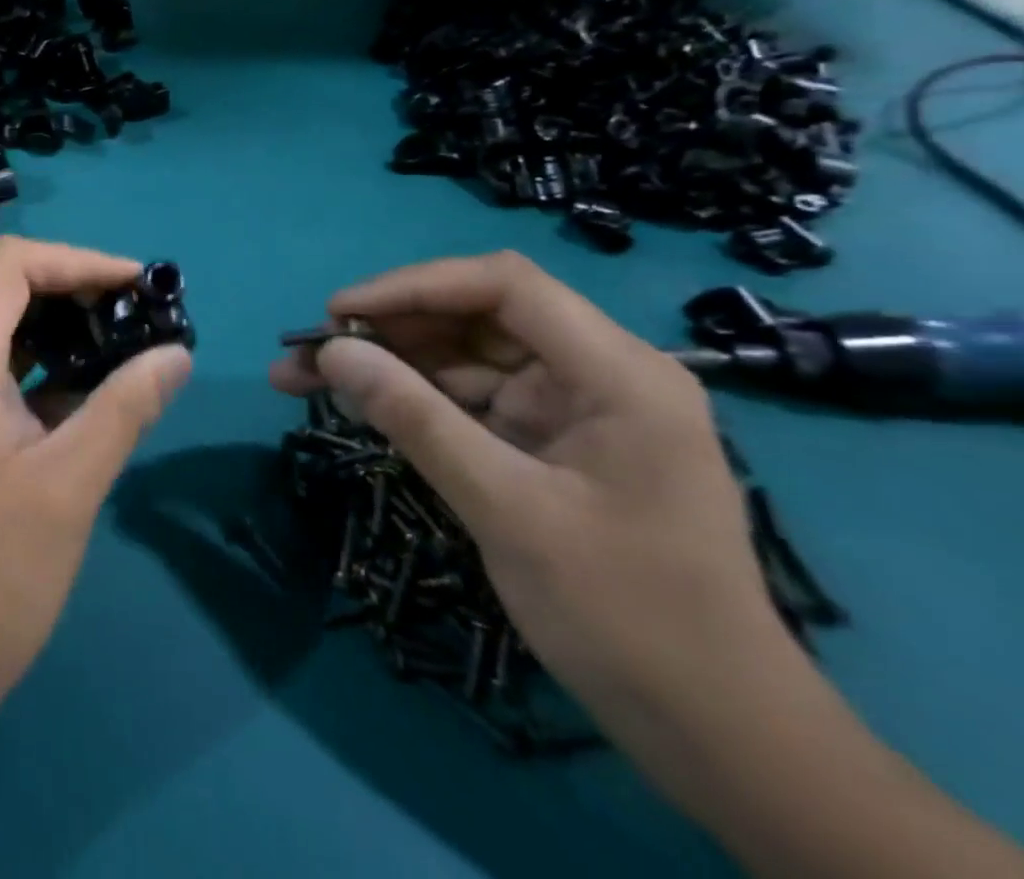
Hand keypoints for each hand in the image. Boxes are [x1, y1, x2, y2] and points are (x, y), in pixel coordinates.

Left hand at [0, 236, 193, 770]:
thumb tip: (177, 353)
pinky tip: (90, 394)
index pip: (8, 266)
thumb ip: (124, 409)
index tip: (138, 284)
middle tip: (125, 306)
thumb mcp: (66, 489)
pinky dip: (44, 367)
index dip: (75, 260)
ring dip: (54, 322)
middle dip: (63, 281)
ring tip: (118, 339)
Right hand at [269, 251, 786, 735]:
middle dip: (388, 328)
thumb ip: (416, 420)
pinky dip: (414, 399)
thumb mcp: (507, 511)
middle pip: (476, 316)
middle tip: (307, 350)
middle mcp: (597, 372)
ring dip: (389, 362)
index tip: (339, 313)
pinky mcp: (549, 441)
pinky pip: (470, 399)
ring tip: (307, 376)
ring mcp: (572, 408)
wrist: (716, 737)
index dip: (413, 287)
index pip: (503, 287)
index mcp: (617, 372)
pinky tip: (360, 404)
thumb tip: (331, 353)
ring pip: (464, 355)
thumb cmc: (626, 617)